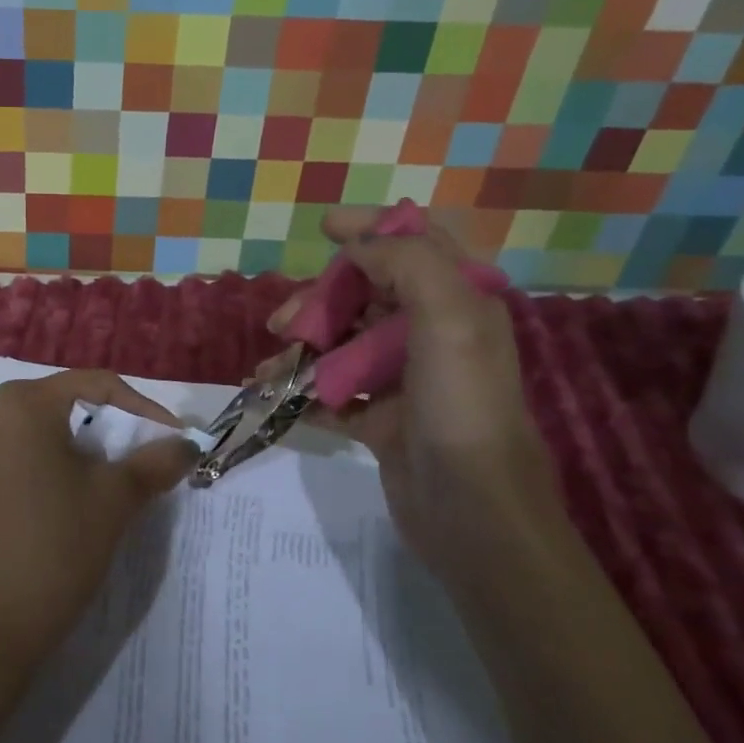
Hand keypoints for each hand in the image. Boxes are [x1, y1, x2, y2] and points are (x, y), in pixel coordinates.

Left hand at [0, 370, 199, 672]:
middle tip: (146, 459)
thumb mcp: (114, 501)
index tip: (177, 440)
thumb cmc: (53, 548)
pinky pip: (17, 457)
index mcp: (22, 403)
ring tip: (114, 482)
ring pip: (42, 433)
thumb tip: (188, 444)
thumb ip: (154, 462)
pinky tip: (69, 502)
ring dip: (82, 451)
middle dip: (112, 430)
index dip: (144, 408)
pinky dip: (51, 468)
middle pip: (66, 405)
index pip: (96, 385)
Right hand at [261, 207, 562, 585]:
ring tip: (270, 368)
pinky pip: (336, 393)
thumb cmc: (462, 408)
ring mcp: (406, 381)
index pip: (418, 244)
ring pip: (345, 344)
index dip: (374, 228)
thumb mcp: (449, 321)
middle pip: (367, 296)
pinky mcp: (384, 421)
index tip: (325, 228)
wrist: (473, 514)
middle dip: (321, 300)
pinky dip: (305, 390)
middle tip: (283, 322)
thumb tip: (360, 245)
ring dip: (304, 348)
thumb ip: (408, 265)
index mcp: (459, 304)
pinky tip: (277, 396)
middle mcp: (433, 335)